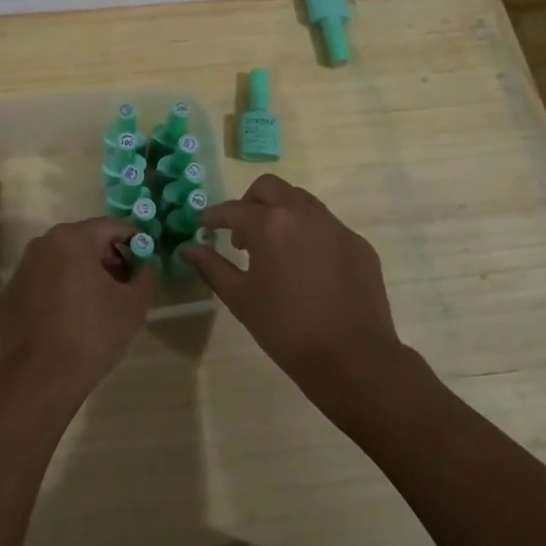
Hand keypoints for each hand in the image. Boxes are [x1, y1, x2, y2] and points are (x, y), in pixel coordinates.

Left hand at [0, 217, 155, 405]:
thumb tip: (144, 265)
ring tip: (99, 304)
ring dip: (82, 274)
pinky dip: (59, 291)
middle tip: (125, 284)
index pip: (111, 226)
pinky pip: (43, 283)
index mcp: (72, 239)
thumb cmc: (91, 334)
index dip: (133, 240)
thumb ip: (145, 276)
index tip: (145, 259)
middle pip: (84, 241)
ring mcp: (22, 269)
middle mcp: (42, 244)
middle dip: (107, 258)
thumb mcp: (133, 305)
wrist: (38, 378)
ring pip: (61, 261)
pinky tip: (69, 320)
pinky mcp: (10, 295)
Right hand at [181, 174, 404, 402]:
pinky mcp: (358, 243)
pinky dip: (309, 233)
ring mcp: (335, 226)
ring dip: (281, 212)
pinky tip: (307, 266)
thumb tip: (188, 248)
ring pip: (301, 200)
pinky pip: (327, 225)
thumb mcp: (240, 299)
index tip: (203, 226)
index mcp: (269, 225)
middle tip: (241, 233)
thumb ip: (212, 267)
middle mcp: (302, 214)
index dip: (214, 216)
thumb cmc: (286, 329)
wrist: (353, 358)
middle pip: (269, 188)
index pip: (233, 209)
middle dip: (249, 202)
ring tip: (274, 247)